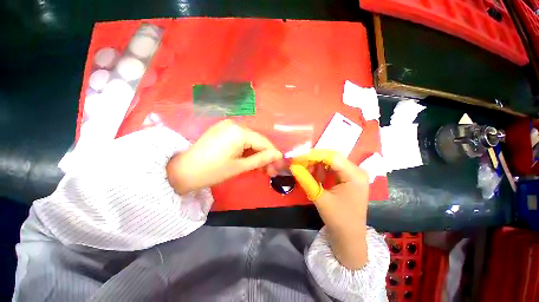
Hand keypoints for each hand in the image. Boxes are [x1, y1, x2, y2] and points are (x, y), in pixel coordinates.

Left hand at [167, 120, 282, 193]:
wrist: (183, 171)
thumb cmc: (212, 171)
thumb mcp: (240, 167)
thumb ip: (261, 159)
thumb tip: (278, 155)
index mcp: (239, 131)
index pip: (263, 142)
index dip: (273, 154)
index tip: (279, 166)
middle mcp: (235, 124)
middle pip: (257, 140)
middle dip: (264, 156)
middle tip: (269, 171)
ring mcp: (227, 126)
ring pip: (250, 141)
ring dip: (256, 154)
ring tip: (260, 169)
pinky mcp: (222, 130)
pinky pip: (241, 140)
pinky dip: (247, 150)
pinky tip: (250, 160)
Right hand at [290, 150, 369, 269]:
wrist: (349, 237)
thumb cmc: (338, 220)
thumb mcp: (320, 198)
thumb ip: (306, 180)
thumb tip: (293, 165)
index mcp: (354, 175)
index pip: (331, 157)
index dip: (313, 154)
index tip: (297, 156)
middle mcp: (356, 170)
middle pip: (332, 157)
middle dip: (313, 158)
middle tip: (298, 161)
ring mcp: (353, 174)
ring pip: (331, 162)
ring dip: (316, 163)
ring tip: (303, 167)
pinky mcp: (348, 178)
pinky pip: (332, 168)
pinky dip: (321, 169)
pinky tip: (312, 173)